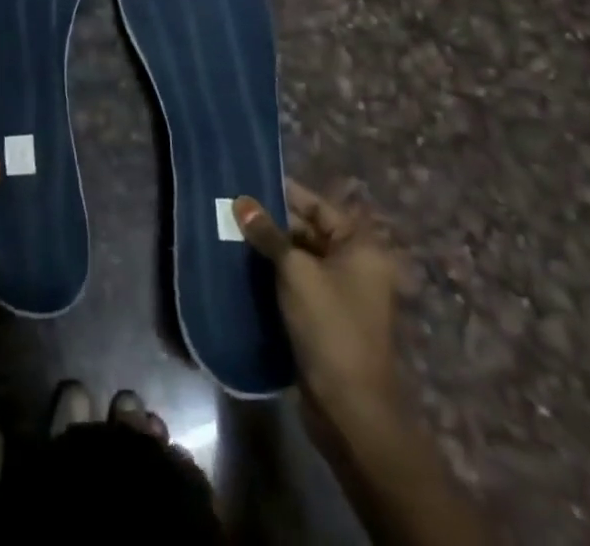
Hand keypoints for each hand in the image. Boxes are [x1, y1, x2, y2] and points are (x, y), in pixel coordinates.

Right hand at [235, 180, 404, 413]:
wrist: (349, 408)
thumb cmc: (329, 326)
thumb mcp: (296, 272)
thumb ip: (268, 233)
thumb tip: (242, 201)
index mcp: (360, 247)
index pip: (318, 206)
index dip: (285, 193)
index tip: (249, 181)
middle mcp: (355, 266)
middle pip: (308, 231)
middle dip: (271, 222)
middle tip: (232, 208)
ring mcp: (340, 294)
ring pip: (299, 258)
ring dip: (268, 249)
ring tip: (229, 231)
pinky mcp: (324, 317)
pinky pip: (296, 283)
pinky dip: (272, 274)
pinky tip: (241, 266)